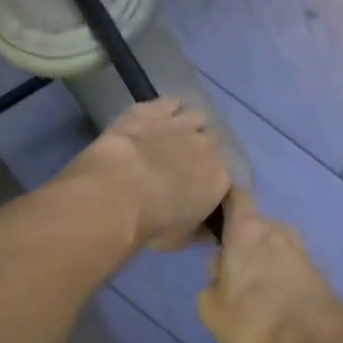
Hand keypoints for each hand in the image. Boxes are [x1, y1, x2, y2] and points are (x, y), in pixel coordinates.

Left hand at [60, 98, 230, 252]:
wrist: (117, 194)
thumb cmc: (153, 224)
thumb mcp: (182, 240)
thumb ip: (200, 231)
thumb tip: (208, 230)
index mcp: (220, 178)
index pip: (226, 176)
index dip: (213, 181)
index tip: (200, 191)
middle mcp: (207, 146)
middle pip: (214, 140)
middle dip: (203, 150)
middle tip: (185, 163)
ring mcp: (179, 124)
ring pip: (197, 116)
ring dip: (189, 125)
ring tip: (174, 136)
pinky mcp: (151, 110)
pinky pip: (170, 102)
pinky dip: (169, 108)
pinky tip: (159, 116)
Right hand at [198, 188, 342, 342]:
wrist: (315, 340)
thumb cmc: (254, 317)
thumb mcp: (212, 308)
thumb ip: (211, 284)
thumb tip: (221, 276)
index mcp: (247, 228)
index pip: (236, 195)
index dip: (225, 200)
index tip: (213, 216)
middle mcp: (276, 229)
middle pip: (253, 226)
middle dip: (241, 243)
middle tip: (229, 273)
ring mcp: (300, 248)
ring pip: (272, 246)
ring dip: (261, 261)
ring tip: (252, 293)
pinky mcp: (316, 270)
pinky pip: (288, 265)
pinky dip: (279, 277)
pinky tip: (272, 303)